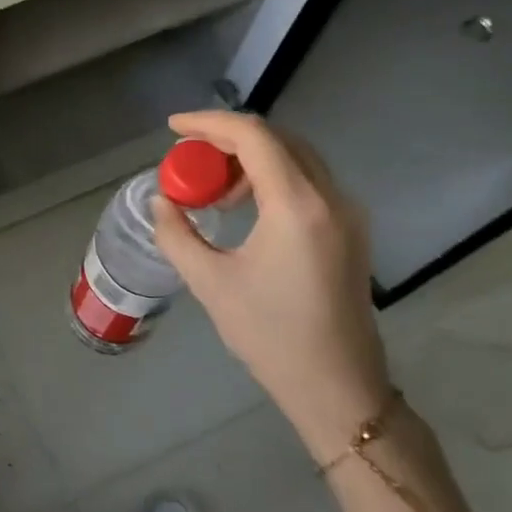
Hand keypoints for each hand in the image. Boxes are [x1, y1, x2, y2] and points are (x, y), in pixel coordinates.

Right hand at [151, 110, 390, 459]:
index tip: (172, 129)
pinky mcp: (350, 229)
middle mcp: (330, 197)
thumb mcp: (210, 283)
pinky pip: (308, 179)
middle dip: (227, 138)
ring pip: (295, 156)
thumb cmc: (271, 336)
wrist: (339, 388)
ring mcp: (347, 212)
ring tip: (214, 189)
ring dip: (250, 157)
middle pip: (277, 138)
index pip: (253, 136)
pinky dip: (271, 175)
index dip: (208, 123)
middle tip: (189, 158)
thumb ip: (177, 234)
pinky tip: (245, 205)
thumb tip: (161, 202)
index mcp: (297, 206)